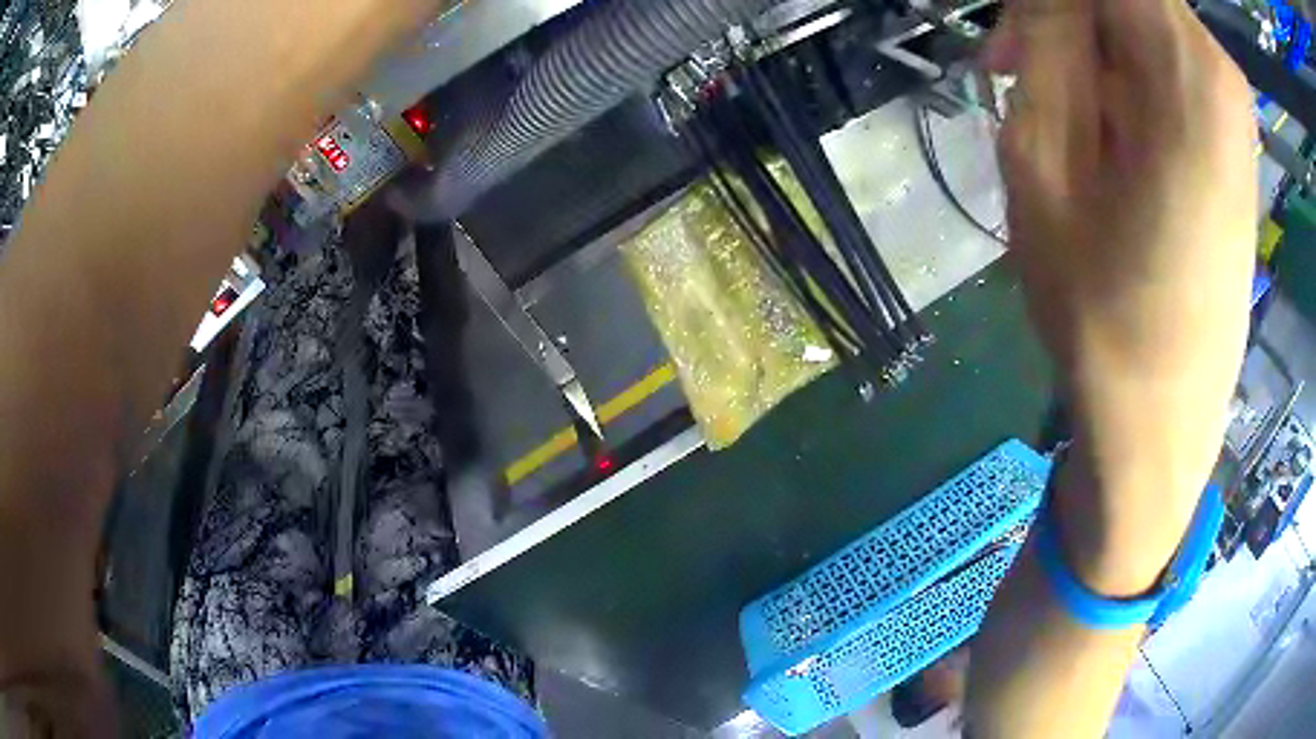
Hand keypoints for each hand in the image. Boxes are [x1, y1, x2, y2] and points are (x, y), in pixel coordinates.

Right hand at [985, 0, 1255, 592]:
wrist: (1160, 424)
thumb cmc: (1101, 312)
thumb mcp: (1046, 159)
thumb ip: (1049, 42)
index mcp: (1187, 66)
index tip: (1014, 41)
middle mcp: (1220, 72)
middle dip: (1062, 15)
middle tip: (1015, 65)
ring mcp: (1231, 108)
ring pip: (1139, 22)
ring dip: (1086, 46)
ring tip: (1051, 107)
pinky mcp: (1230, 138)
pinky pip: (1163, 63)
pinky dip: (1119, 75)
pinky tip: (1098, 132)